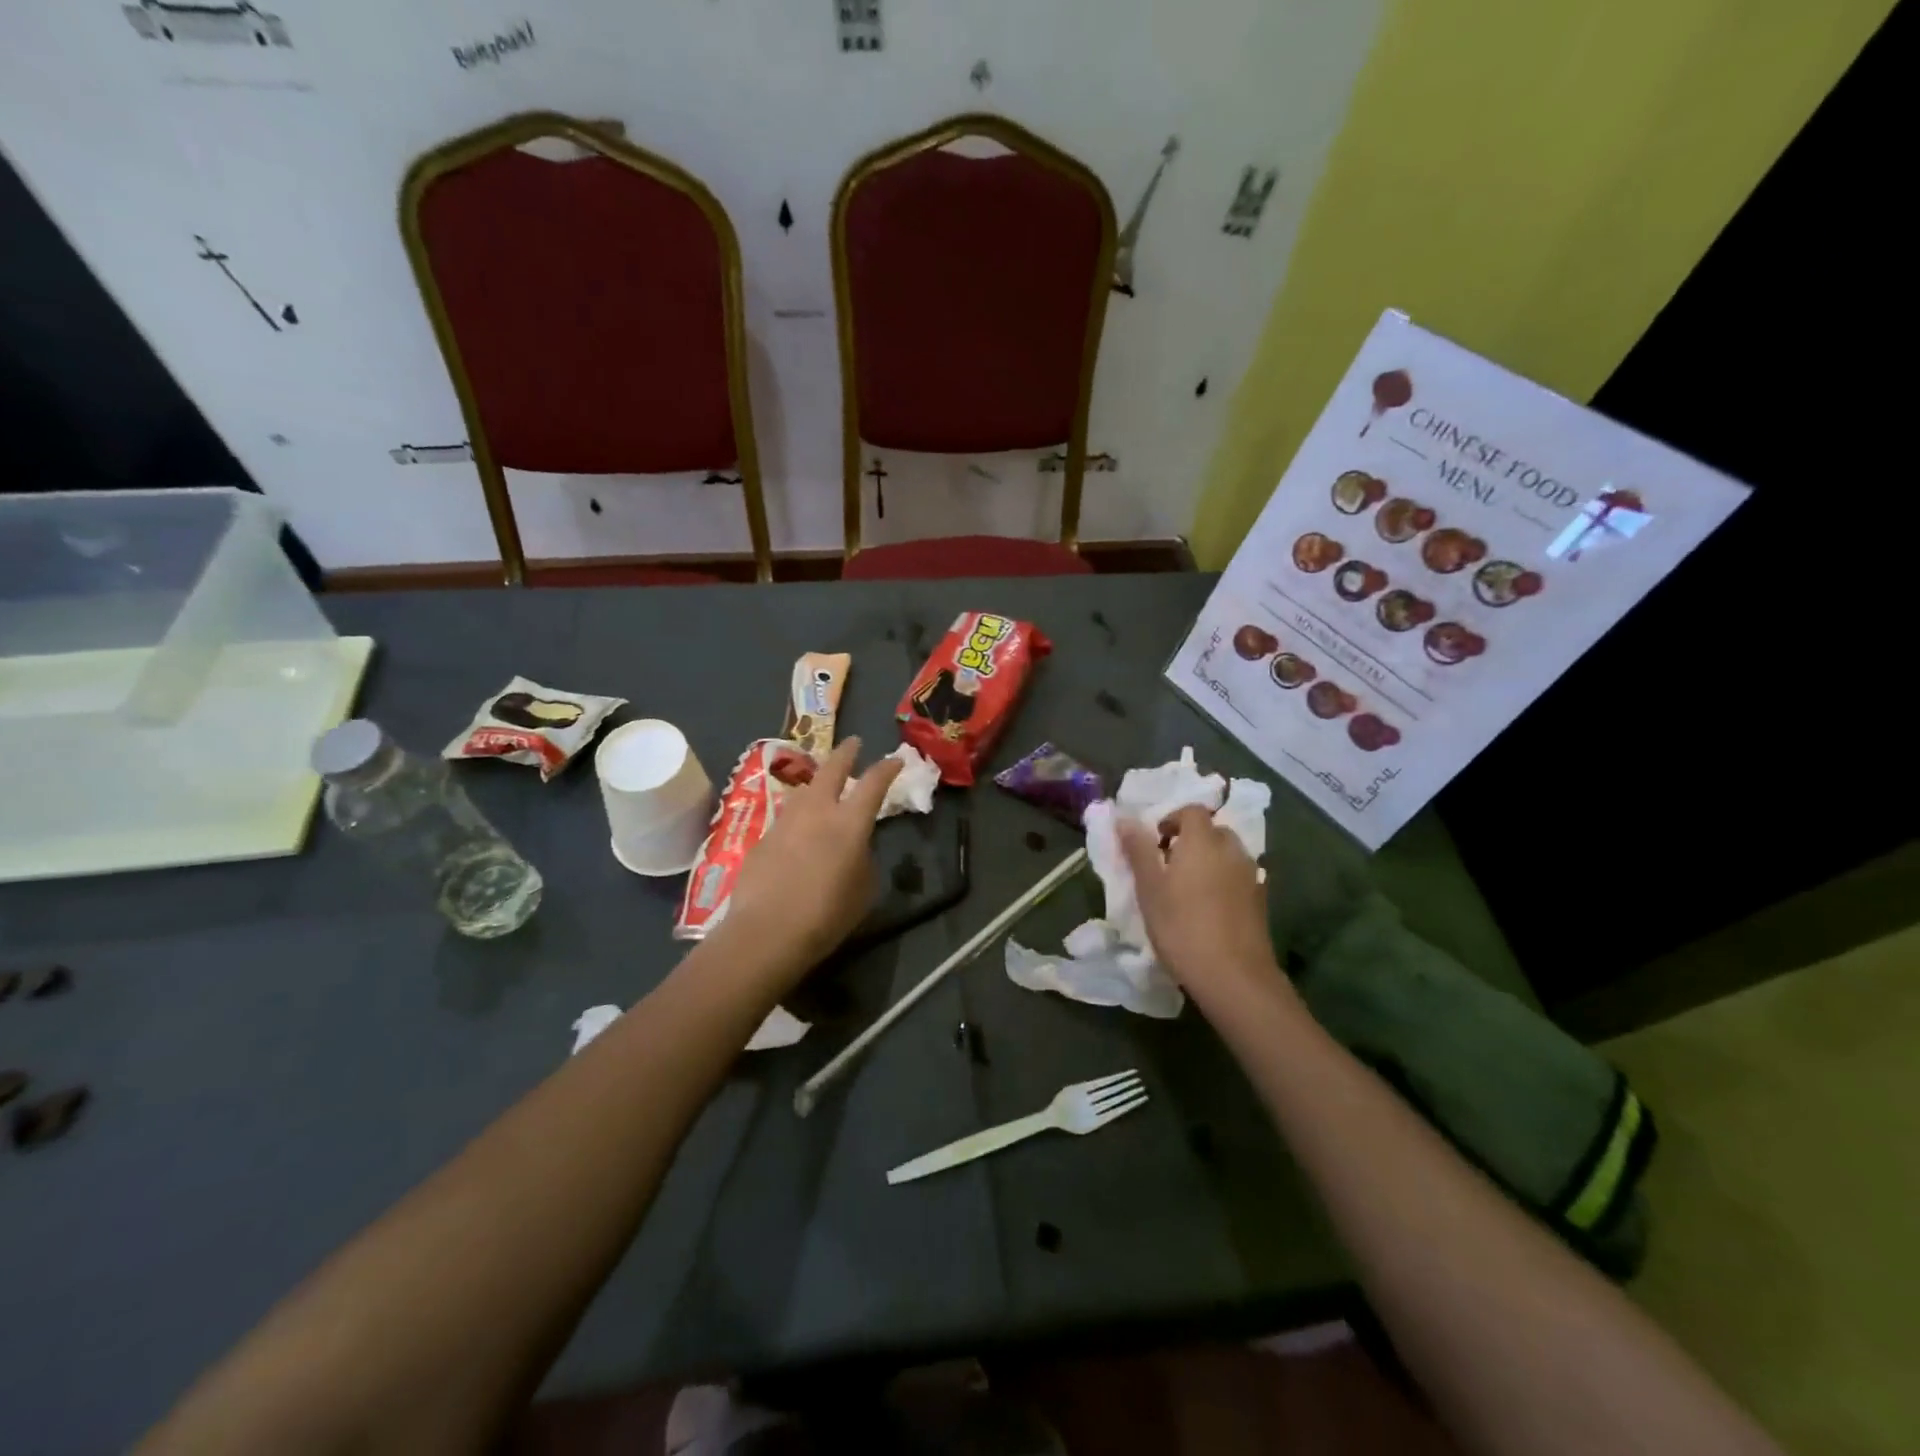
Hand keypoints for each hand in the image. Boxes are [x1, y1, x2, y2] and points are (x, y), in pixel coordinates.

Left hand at [715, 737, 902, 987]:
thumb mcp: (864, 890)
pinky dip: (798, 816)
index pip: (873, 784)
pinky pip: (786, 818)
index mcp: (850, 823)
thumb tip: (856, 847)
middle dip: (846, 753)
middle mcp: (817, 812)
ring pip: (804, 790)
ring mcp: (785, 821)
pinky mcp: (762, 838)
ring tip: (822, 787)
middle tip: (853, 744)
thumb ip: (864, 859)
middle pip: (831, 770)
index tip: (895, 760)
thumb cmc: (826, 915)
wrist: (766, 932)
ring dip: (817, 784)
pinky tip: (798, 832)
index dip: (887, 768)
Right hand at [1117, 806, 1284, 1008]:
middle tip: (1168, 865)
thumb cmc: (1181, 927)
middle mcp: (1232, 850)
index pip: (1191, 811)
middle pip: (1212, 831)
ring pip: (1227, 854)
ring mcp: (1251, 875)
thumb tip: (1124, 818)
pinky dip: (1223, 882)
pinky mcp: (1261, 900)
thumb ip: (1138, 850)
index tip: (1155, 842)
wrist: (1234, 976)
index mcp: (1203, 841)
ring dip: (1209, 861)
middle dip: (1191, 840)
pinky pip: (1238, 877)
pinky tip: (1209, 909)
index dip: (1171, 819)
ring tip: (1187, 889)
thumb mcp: (1148, 888)